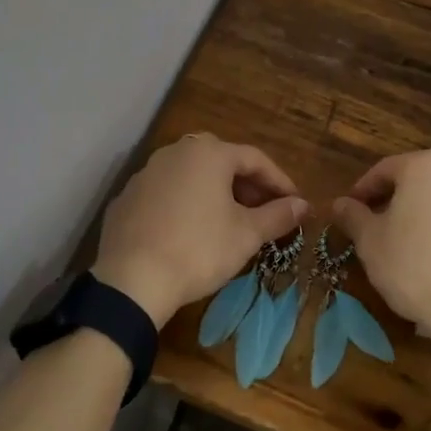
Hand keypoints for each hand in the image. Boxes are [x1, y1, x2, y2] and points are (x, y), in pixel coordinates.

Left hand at [93, 134, 309, 326]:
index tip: (294, 203)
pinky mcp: (127, 197)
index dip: (279, 181)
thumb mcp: (246, 235)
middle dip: (247, 185)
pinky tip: (191, 230)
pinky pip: (166, 192)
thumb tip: (303, 205)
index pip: (254, 159)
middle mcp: (176, 152)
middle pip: (221, 161)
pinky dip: (185, 203)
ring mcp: (147, 172)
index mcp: (209, 153)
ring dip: (215, 192)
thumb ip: (277, 215)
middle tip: (263, 210)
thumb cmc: (199, 250)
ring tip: (230, 220)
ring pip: (191, 175)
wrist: (132, 279)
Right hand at [331, 150, 430, 362]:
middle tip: (390, 232)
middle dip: (408, 204)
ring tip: (430, 253)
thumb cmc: (415, 269)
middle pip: (428, 184)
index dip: (366, 189)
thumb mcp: (371, 244)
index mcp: (427, 168)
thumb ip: (354, 217)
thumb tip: (340, 203)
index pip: (387, 169)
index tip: (354, 209)